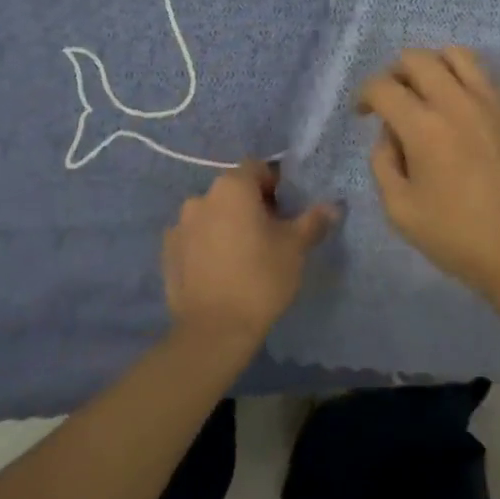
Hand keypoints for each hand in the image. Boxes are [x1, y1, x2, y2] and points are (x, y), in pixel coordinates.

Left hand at [162, 161, 336, 347]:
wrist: (214, 330)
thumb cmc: (261, 279)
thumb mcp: (296, 248)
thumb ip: (313, 221)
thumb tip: (332, 206)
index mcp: (232, 188)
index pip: (257, 168)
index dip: (275, 185)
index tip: (286, 212)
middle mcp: (201, 197)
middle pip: (233, 191)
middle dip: (251, 206)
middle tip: (270, 236)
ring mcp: (179, 225)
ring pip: (212, 214)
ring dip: (227, 224)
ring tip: (242, 256)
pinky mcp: (168, 252)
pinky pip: (194, 238)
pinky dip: (207, 245)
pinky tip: (220, 271)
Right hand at [359, 47, 499, 302]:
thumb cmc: (456, 237)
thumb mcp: (399, 209)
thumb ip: (382, 162)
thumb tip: (390, 134)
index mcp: (424, 127)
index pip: (383, 86)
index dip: (364, 95)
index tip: (363, 113)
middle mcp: (458, 103)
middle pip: (417, 58)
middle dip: (394, 72)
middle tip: (393, 99)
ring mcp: (495, 103)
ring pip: (458, 55)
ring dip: (434, 66)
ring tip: (430, 92)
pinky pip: (488, 78)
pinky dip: (467, 83)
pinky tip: (465, 114)